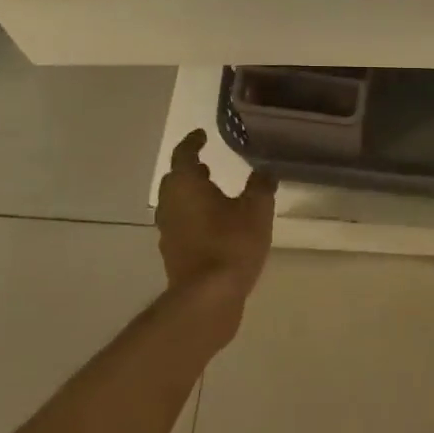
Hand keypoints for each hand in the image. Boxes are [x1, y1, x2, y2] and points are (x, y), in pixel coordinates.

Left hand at [155, 131, 276, 334]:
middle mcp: (170, 204)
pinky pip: (181, 224)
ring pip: (176, 203)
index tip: (202, 136)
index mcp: (185, 185)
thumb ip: (261, 186)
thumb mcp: (256, 210)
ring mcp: (168, 231)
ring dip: (191, 194)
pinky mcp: (173, 253)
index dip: (193, 142)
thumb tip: (265, 170)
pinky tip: (213, 224)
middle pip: (175, 179)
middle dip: (189, 169)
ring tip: (213, 192)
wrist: (208, 297)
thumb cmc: (231, 244)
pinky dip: (193, 216)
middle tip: (207, 163)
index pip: (184, 154)